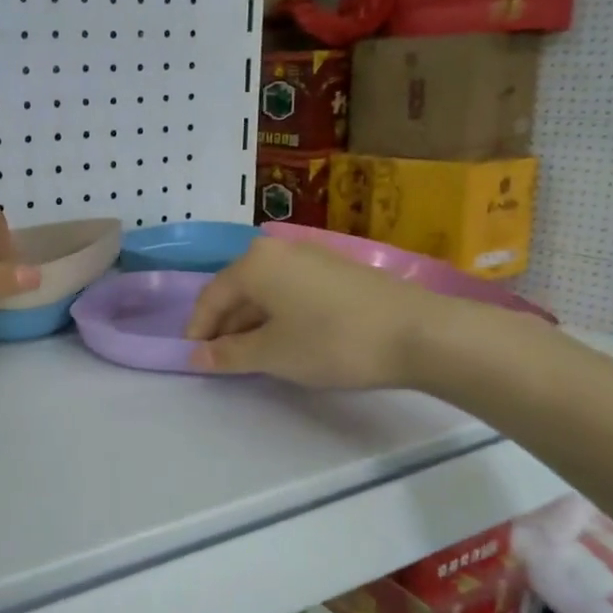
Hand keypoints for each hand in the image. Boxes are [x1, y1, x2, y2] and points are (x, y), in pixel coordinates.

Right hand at [184, 238, 461, 387]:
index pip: (210, 297)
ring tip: (255, 357)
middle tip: (224, 362)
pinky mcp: (335, 270)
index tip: (194, 361)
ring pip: (265, 291)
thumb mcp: (272, 354)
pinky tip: (289, 340)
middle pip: (236, 290)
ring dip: (252, 323)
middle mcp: (277, 250)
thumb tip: (193, 357)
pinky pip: (290, 290)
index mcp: (254, 263)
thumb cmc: (331, 341)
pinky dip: (279, 315)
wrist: (418, 333)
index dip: (197, 330)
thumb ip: (227, 354)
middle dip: (225, 327)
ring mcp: (310, 256)